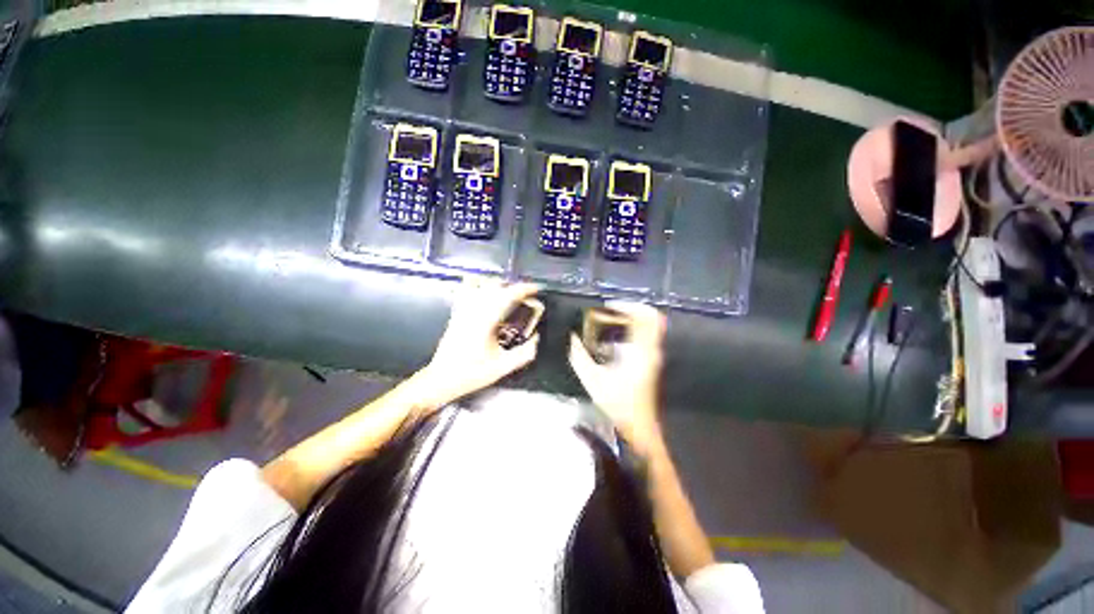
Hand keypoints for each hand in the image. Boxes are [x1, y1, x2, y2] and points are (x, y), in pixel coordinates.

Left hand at [420, 279, 540, 404]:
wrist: (441, 379)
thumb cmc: (471, 374)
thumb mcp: (502, 367)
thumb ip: (523, 354)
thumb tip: (536, 339)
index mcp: (485, 322)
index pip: (507, 296)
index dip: (524, 289)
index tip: (535, 288)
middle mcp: (473, 311)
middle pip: (495, 287)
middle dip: (514, 287)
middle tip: (526, 295)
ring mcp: (462, 310)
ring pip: (480, 285)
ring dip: (498, 285)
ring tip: (509, 292)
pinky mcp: (456, 314)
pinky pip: (465, 291)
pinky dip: (477, 285)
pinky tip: (484, 289)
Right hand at [569, 301, 666, 454]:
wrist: (639, 427)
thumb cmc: (618, 404)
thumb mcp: (593, 380)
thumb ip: (579, 357)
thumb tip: (571, 338)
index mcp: (640, 352)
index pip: (647, 318)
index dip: (630, 306)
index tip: (610, 307)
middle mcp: (651, 350)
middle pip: (652, 318)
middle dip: (633, 309)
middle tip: (611, 310)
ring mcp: (654, 355)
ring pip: (651, 326)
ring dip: (634, 318)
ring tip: (612, 319)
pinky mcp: (652, 361)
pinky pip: (648, 335)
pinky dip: (635, 328)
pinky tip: (617, 335)